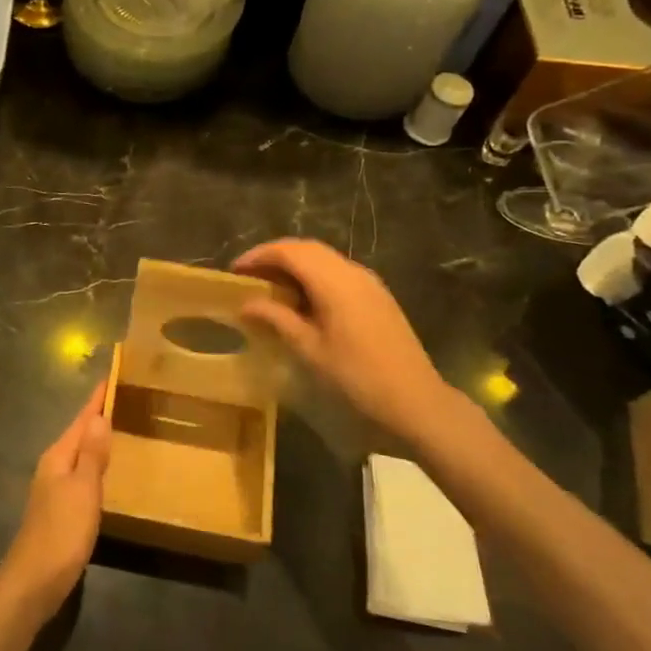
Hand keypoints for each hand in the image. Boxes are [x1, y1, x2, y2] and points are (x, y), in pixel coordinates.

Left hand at [0, 381, 111, 623]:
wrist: (32, 584)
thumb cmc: (61, 533)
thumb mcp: (83, 491)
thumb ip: (92, 455)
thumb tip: (99, 415)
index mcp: (58, 457)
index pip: (81, 419)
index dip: (97, 399)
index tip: (112, 376)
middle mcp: (53, 466)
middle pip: (78, 433)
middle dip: (97, 415)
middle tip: (124, 398)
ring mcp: (53, 489)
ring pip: (78, 453)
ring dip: (96, 440)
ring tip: (119, 427)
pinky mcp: (58, 510)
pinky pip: (80, 474)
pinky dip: (94, 464)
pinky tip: (105, 471)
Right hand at [234, 239, 479, 448]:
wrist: (416, 402)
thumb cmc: (356, 377)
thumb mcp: (309, 349)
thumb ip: (276, 318)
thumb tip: (245, 303)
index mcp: (334, 281)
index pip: (289, 251)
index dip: (259, 256)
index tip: (235, 271)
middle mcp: (352, 272)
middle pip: (307, 248)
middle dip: (275, 256)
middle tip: (249, 275)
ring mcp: (368, 282)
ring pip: (324, 259)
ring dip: (295, 265)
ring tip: (270, 287)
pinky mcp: (377, 296)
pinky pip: (338, 273)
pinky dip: (313, 276)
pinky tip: (302, 300)